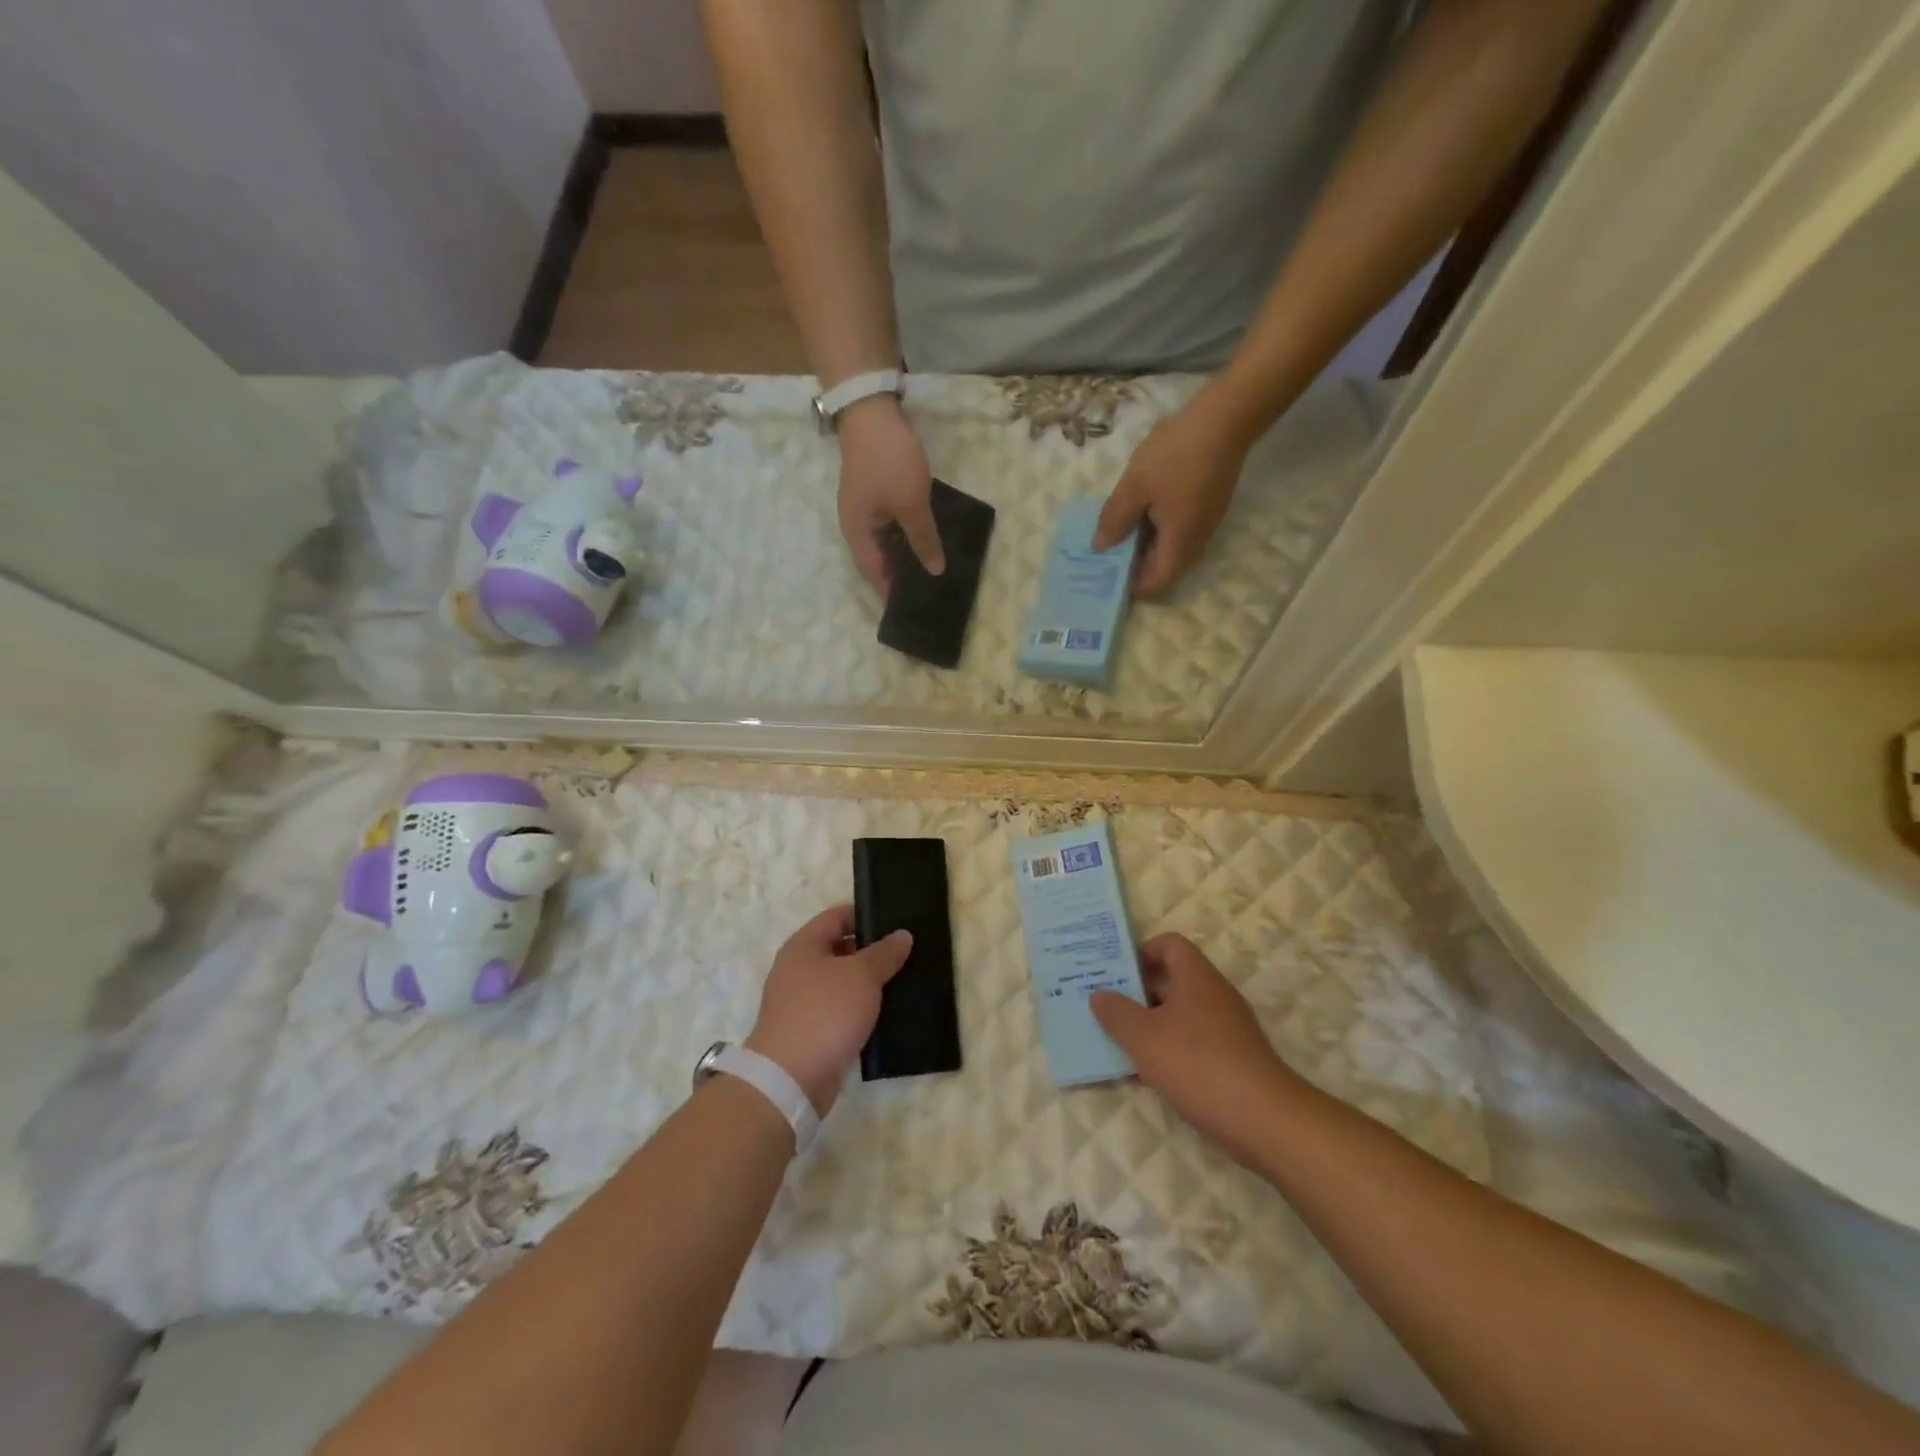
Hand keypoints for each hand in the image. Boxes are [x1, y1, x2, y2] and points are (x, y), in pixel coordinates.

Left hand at [745, 905, 912, 1114]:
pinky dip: (861, 1009)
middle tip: (907, 952)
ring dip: (869, 982)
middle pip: (840, 948)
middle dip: (872, 950)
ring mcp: (802, 1002)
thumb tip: (902, 935)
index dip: (866, 915)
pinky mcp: (810, 1031)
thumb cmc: (824, 1013)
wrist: (790, 1079)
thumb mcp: (861, 975)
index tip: (897, 921)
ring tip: (904, 980)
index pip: (838, 916)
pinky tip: (887, 1013)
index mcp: (803, 945)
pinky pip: (840, 1010)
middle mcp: (798, 969)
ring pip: (842, 982)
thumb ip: (884, 953)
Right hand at [837, 395, 941, 593]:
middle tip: (931, 590)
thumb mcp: (911, 504)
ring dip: (907, 554)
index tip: (916, 607)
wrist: (871, 409)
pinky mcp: (877, 494)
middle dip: (902, 576)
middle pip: (879, 561)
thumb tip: (935, 571)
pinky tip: (928, 539)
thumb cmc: (889, 462)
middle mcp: (856, 527)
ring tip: (933, 569)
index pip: (875, 576)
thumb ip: (924, 540)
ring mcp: (866, 509)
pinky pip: (892, 524)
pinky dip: (907, 534)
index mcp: (857, 535)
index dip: (893, 593)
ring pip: (887, 542)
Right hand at [1091, 934, 1301, 1164]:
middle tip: (1104, 1007)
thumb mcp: (1143, 1037)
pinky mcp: (1232, 1059)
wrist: (1264, 1120)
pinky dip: (1168, 1051)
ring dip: (1149, 1025)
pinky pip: (1191, 1042)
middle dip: (1136, 992)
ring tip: (1117, 1042)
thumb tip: (1099, 994)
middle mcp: (1213, 994)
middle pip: (1171, 979)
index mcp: (1195, 976)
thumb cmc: (1197, 1064)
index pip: (1168, 944)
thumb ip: (1116, 1012)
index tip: (1114, 973)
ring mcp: (1226, 1028)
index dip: (1140, 952)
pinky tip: (1146, 1075)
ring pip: (1179, 1014)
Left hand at [1093, 392, 1251, 595]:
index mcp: (1180, 544)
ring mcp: (1206, 524)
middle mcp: (1197, 542)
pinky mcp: (1209, 507)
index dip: (1132, 587)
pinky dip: (1158, 528)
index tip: (1107, 574)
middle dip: (1135, 566)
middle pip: (1164, 570)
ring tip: (1118, 528)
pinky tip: (1140, 508)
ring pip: (1171, 549)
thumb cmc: (1176, 454)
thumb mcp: (1135, 487)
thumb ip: (1115, 520)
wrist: (1226, 416)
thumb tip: (1100, 548)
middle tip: (1106, 551)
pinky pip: (1179, 531)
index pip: (1156, 585)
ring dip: (1145, 545)